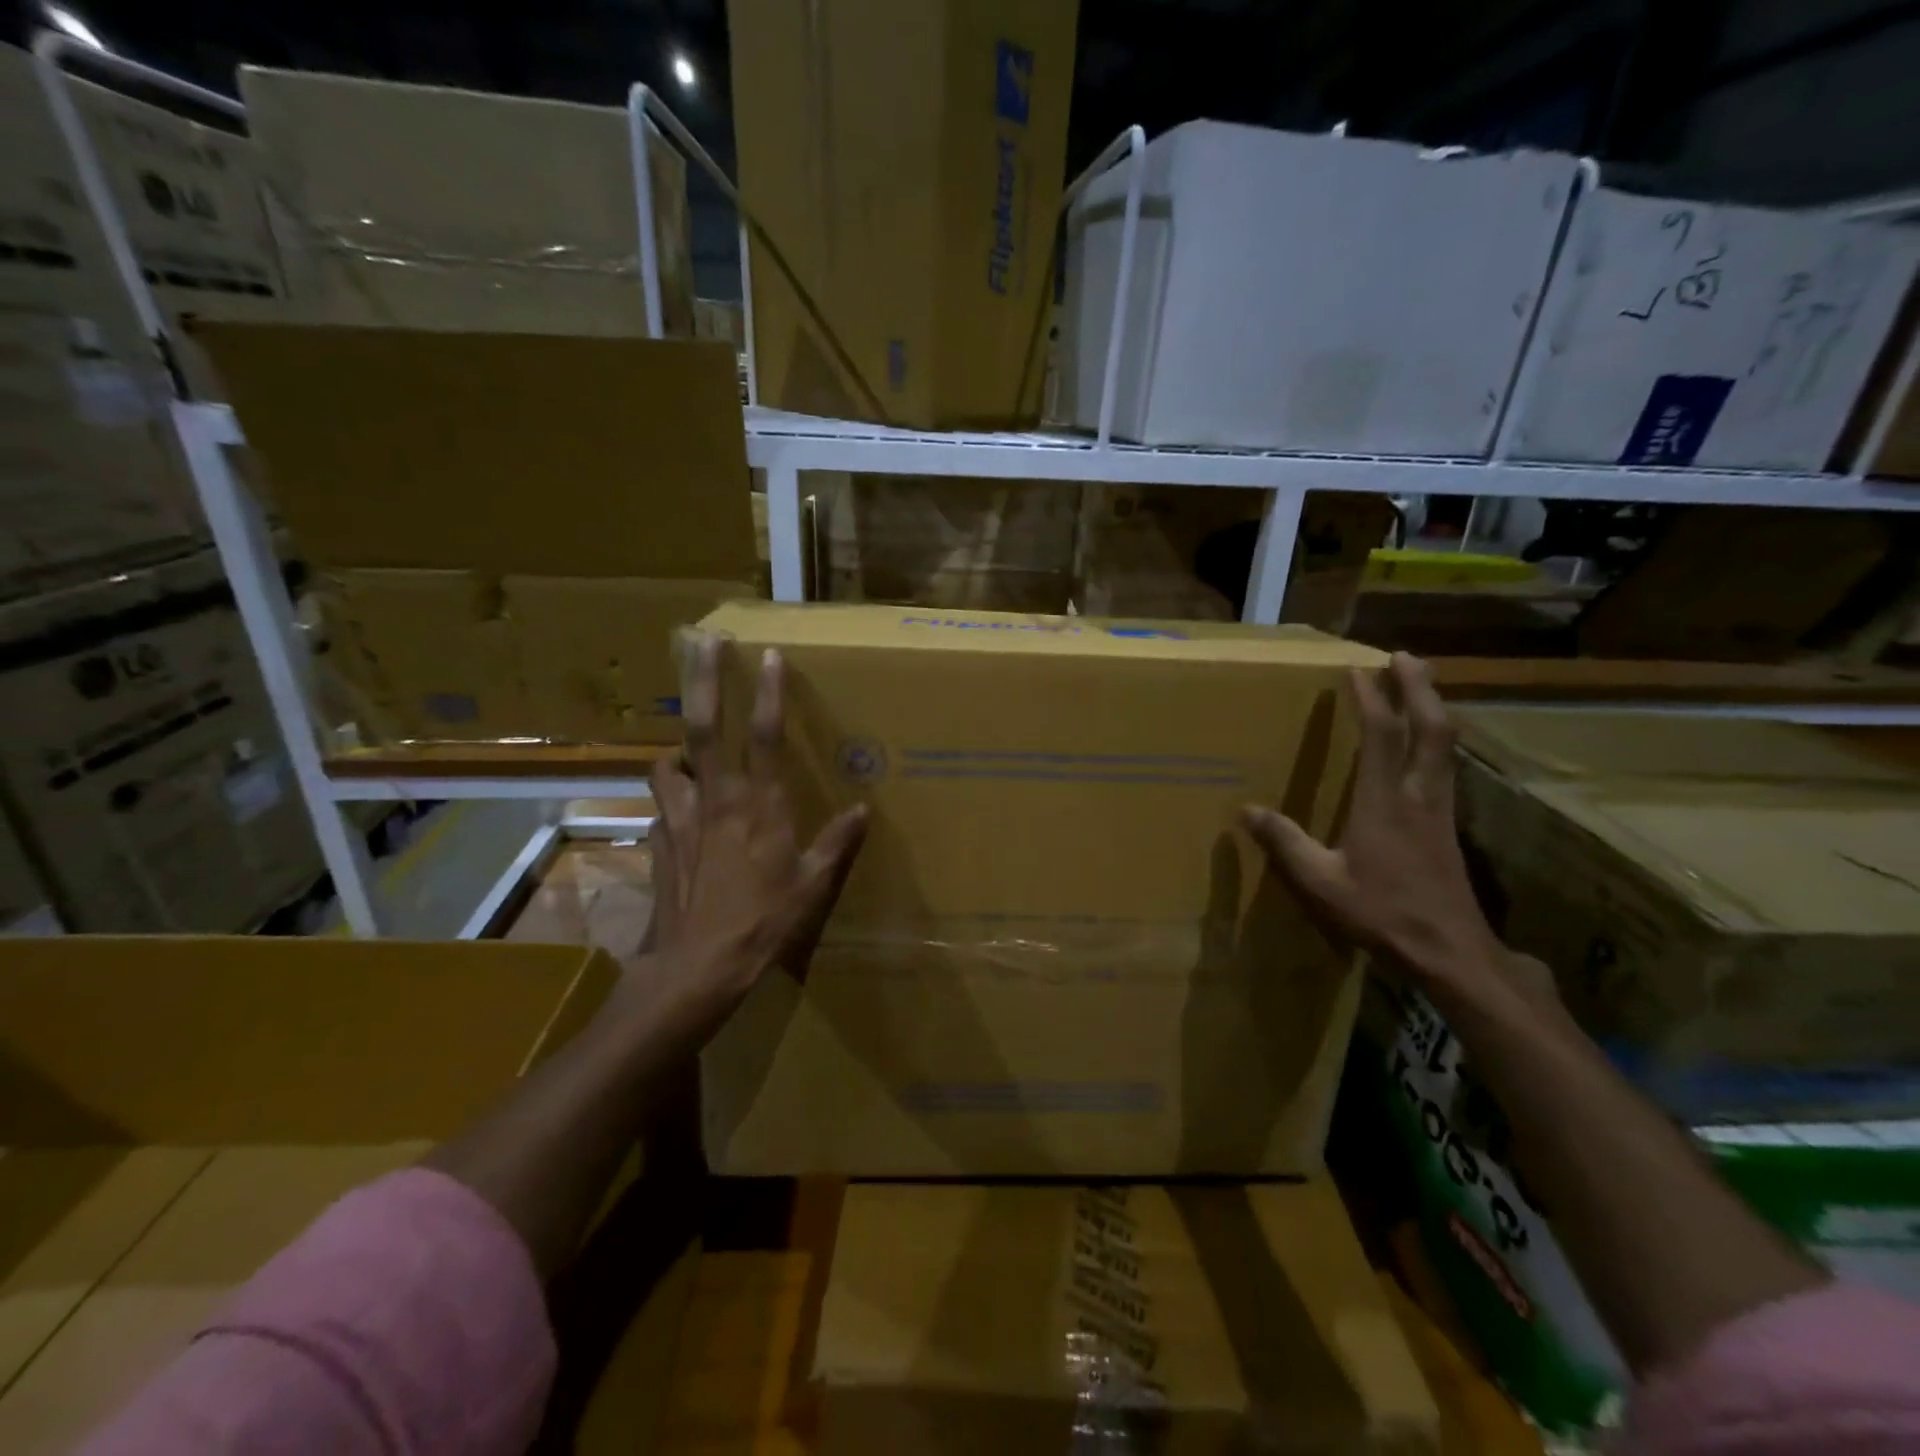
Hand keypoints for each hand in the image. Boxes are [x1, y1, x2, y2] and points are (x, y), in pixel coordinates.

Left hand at [646, 634, 867, 1003]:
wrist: (697, 967)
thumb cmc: (764, 922)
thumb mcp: (813, 885)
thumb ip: (837, 842)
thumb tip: (864, 809)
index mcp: (760, 805)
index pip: (766, 736)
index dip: (768, 692)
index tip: (768, 654)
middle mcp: (716, 800)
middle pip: (703, 727)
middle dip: (703, 679)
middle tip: (702, 640)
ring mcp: (679, 820)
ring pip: (667, 764)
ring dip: (677, 749)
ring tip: (689, 749)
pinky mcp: (658, 843)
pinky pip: (662, 809)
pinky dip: (672, 802)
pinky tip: (682, 816)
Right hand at [1241, 652, 1503, 990]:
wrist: (1450, 950)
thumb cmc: (1382, 913)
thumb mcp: (1321, 883)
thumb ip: (1285, 843)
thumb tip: (1246, 810)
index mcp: (1384, 804)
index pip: (1383, 738)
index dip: (1372, 700)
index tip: (1356, 670)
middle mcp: (1419, 796)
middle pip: (1431, 728)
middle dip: (1418, 688)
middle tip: (1403, 657)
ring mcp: (1441, 809)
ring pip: (1445, 745)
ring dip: (1433, 707)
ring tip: (1419, 684)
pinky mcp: (1449, 825)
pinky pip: (1446, 764)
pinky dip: (1436, 737)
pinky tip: (1428, 740)